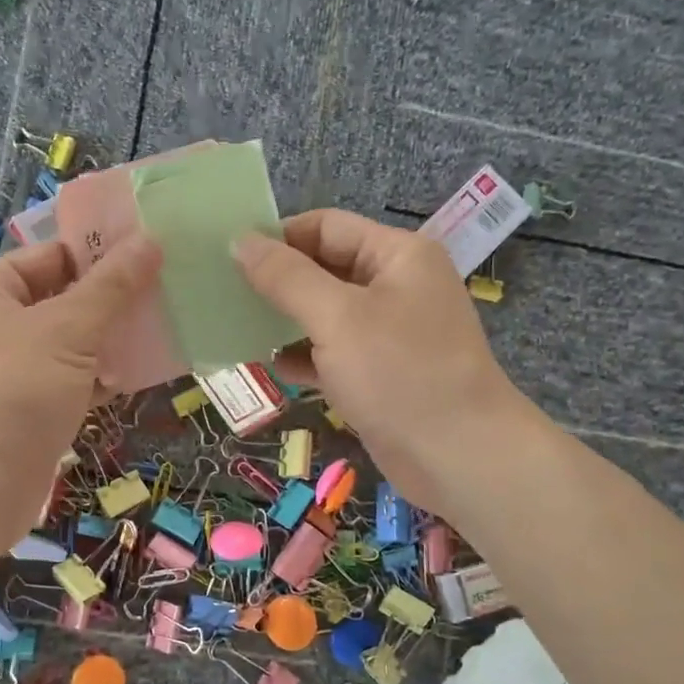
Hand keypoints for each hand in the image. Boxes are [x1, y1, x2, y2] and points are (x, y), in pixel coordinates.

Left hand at [0, 236, 161, 554]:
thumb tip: (150, 240)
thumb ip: (111, 287)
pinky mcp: (24, 413)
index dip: (100, 253)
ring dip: (111, 342)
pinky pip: (68, 383)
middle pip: (61, 300)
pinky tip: (139, 376)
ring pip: (69, 345)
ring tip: (165, 331)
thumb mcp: (66, 330)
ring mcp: (6, 374)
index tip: (154, 253)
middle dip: (112, 301)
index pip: (49, 256)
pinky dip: (99, 379)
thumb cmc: (11, 392)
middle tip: (169, 293)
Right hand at [234, 210, 525, 510]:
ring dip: (286, 322)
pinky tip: (274, 368)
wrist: (459, 457)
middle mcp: (395, 286)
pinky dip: (305, 358)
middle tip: (224, 295)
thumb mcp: (337, 317)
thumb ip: (285, 277)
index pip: (326, 227)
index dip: (278, 237)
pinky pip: (333, 354)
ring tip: (239, 330)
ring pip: (325, 314)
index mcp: (396, 255)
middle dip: (277, 282)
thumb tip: (239, 240)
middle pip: (324, 269)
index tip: (227, 257)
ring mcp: (389, 332)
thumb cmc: (400, 373)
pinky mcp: (380, 374)